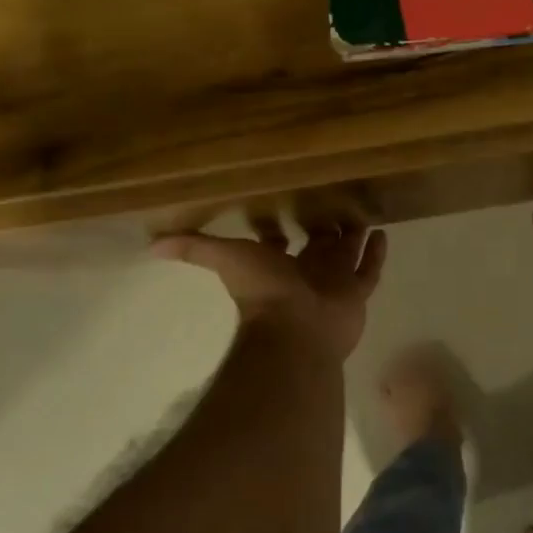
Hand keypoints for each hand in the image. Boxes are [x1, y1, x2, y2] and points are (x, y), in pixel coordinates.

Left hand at [151, 217, 386, 360]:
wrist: (295, 330)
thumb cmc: (263, 292)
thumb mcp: (225, 258)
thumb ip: (193, 249)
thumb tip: (149, 244)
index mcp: (278, 266)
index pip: (280, 245)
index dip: (279, 232)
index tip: (284, 213)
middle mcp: (307, 273)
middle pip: (319, 246)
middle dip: (324, 228)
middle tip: (334, 202)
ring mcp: (334, 285)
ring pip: (347, 255)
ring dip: (353, 237)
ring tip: (363, 212)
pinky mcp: (357, 294)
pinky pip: (370, 271)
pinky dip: (376, 254)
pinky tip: (383, 232)